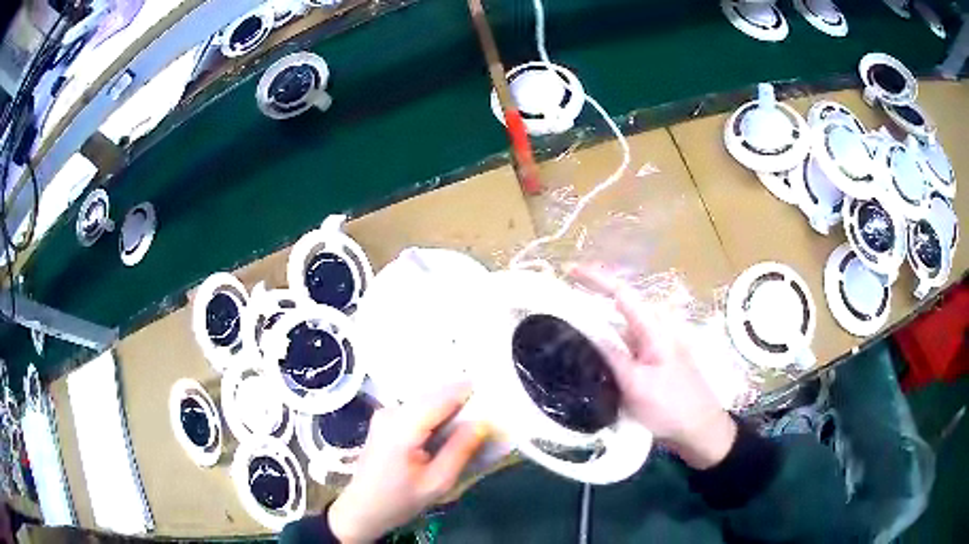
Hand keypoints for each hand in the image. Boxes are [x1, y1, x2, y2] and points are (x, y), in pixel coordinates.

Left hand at [328, 385, 488, 542]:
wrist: (362, 509)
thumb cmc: (399, 500)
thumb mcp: (437, 482)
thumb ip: (460, 450)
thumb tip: (483, 422)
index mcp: (402, 426)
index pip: (442, 397)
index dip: (470, 392)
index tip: (495, 395)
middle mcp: (391, 411)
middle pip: (433, 395)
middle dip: (461, 400)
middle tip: (487, 412)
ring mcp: (385, 413)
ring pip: (426, 400)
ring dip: (449, 408)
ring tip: (471, 422)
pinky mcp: (385, 419)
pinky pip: (417, 408)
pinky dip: (436, 414)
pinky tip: (448, 429)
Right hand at [569, 263, 736, 469]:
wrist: (699, 428)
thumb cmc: (671, 406)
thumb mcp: (636, 384)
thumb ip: (612, 355)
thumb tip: (587, 330)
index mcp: (655, 328)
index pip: (621, 293)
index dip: (595, 278)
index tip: (568, 270)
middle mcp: (655, 329)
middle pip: (620, 305)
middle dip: (592, 298)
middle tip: (560, 302)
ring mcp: (655, 345)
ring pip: (621, 326)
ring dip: (598, 323)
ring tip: (569, 327)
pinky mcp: (653, 360)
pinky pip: (625, 343)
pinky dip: (607, 342)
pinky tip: (591, 353)